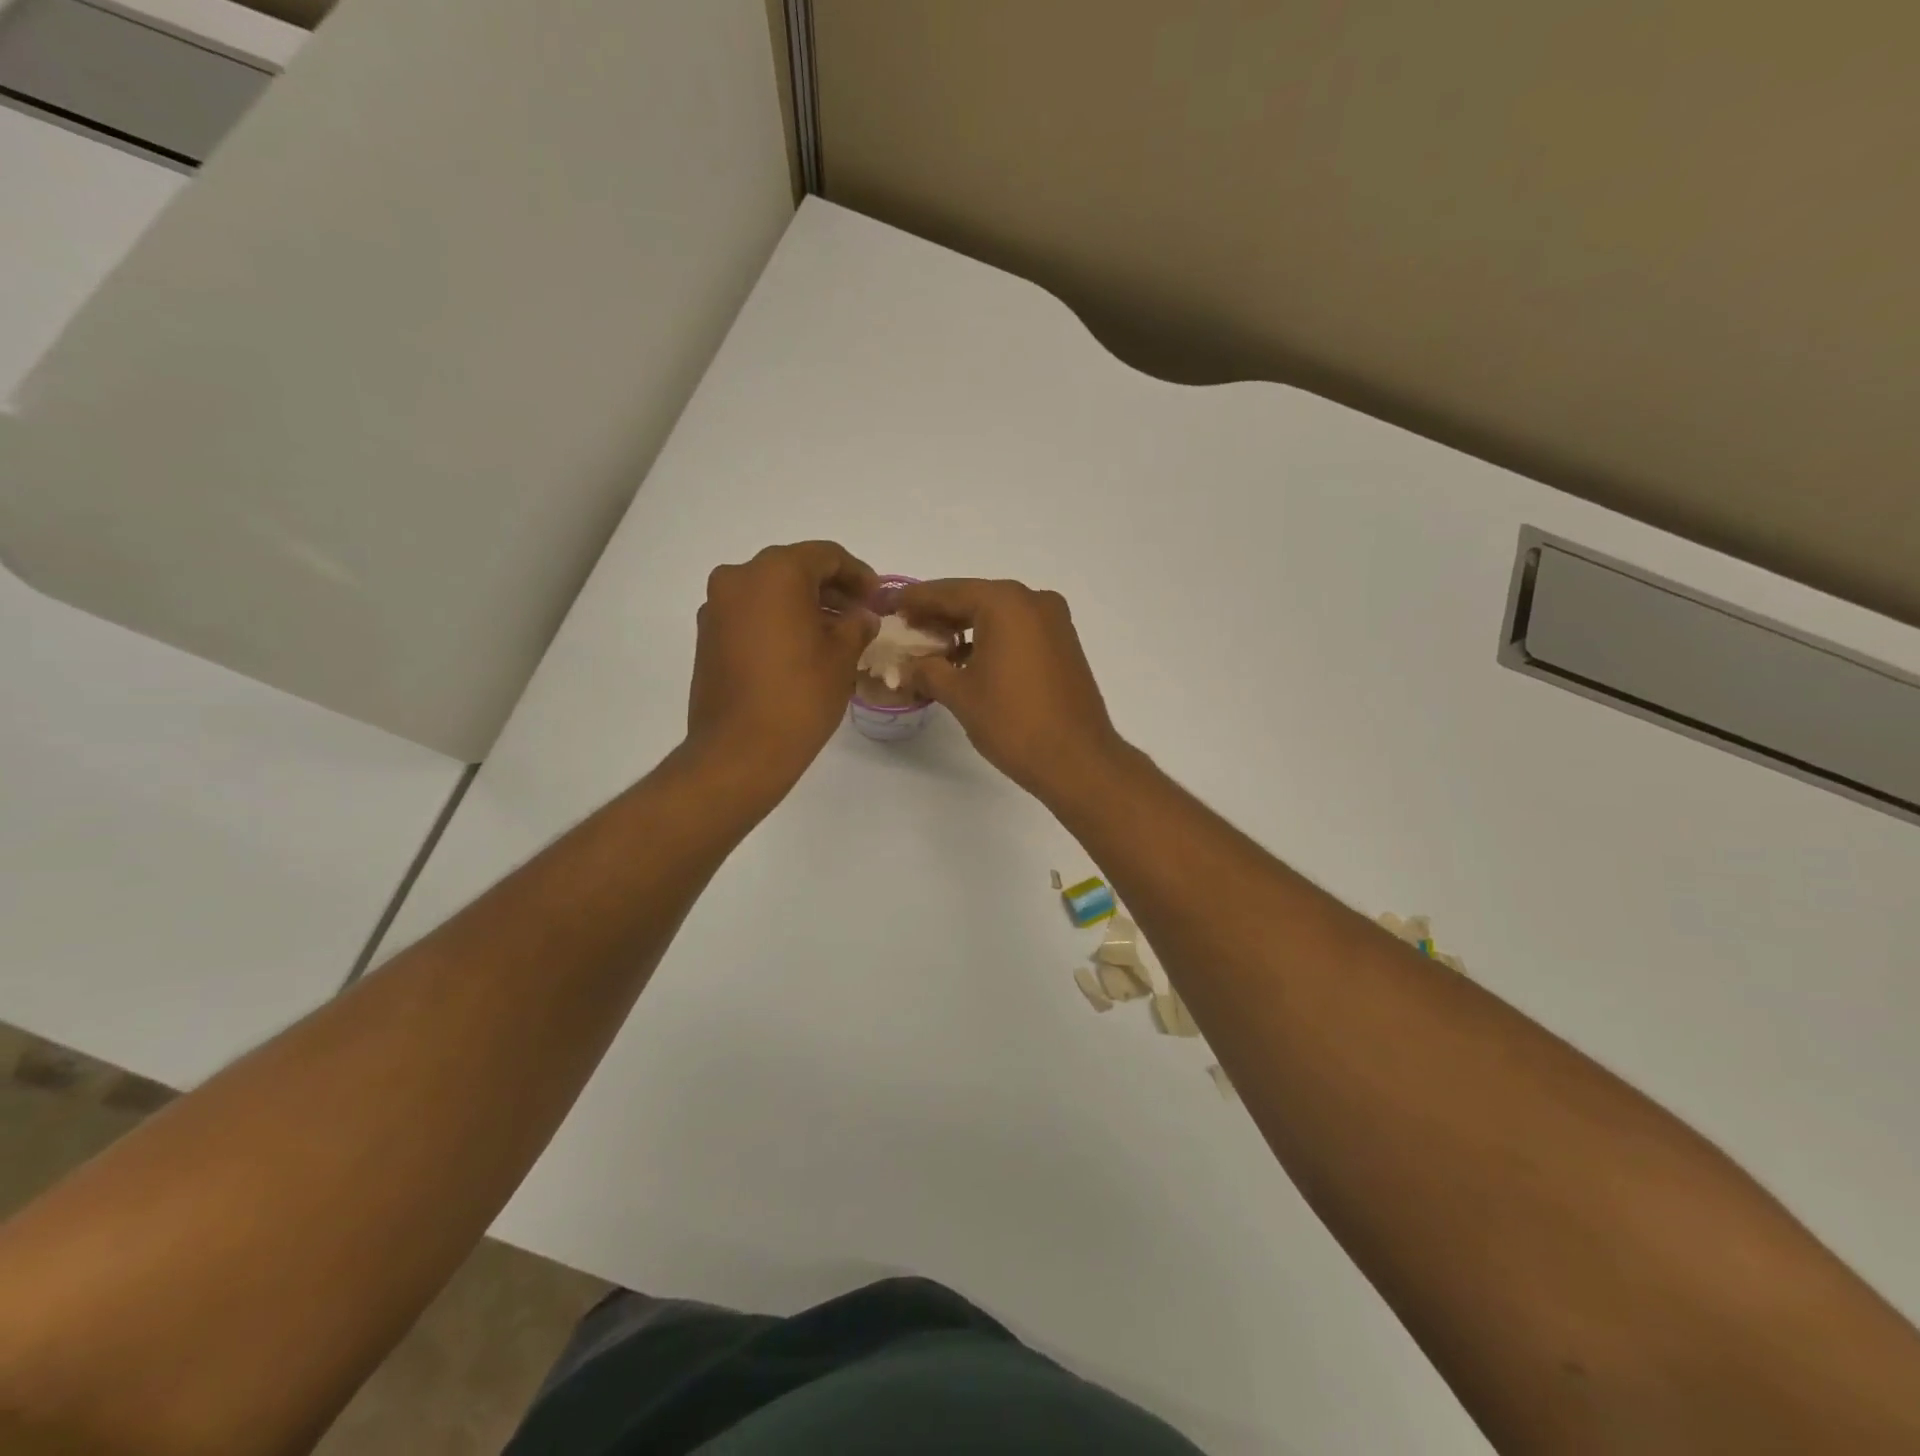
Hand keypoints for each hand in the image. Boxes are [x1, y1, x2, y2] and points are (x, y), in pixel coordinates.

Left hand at [687, 542, 878, 790]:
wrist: (739, 750)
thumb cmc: (799, 696)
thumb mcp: (842, 657)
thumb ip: (857, 625)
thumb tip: (861, 617)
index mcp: (776, 572)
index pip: (826, 556)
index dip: (858, 574)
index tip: (877, 597)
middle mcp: (739, 578)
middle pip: (794, 569)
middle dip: (830, 589)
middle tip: (859, 614)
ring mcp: (717, 607)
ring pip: (770, 592)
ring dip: (803, 606)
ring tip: (834, 635)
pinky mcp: (707, 636)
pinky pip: (750, 614)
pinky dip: (778, 621)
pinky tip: (802, 649)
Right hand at [898, 578, 1126, 802]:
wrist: (1076, 759)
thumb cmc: (1013, 721)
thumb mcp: (959, 694)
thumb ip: (927, 670)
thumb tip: (906, 666)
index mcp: (1005, 602)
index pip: (947, 592)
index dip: (914, 600)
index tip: (887, 604)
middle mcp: (1033, 601)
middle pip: (973, 599)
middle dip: (938, 614)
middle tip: (904, 627)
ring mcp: (1054, 621)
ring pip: (997, 615)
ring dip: (964, 628)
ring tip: (931, 648)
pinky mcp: (1063, 644)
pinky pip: (1017, 630)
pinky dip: (990, 639)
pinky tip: (967, 660)